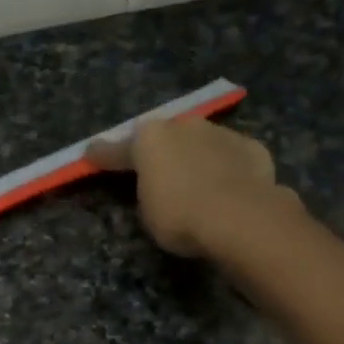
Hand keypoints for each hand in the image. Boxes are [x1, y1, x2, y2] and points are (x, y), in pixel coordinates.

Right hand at [88, 116, 291, 257]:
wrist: (240, 217)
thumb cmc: (179, 215)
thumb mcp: (147, 211)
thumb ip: (147, 190)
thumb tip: (157, 184)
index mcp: (149, 138)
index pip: (118, 149)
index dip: (103, 155)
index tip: (91, 154)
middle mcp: (183, 126)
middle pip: (165, 138)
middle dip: (160, 152)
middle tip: (157, 173)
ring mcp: (221, 133)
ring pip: (201, 143)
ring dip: (195, 158)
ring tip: (198, 183)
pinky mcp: (252, 148)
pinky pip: (231, 157)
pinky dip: (227, 168)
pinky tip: (230, 188)